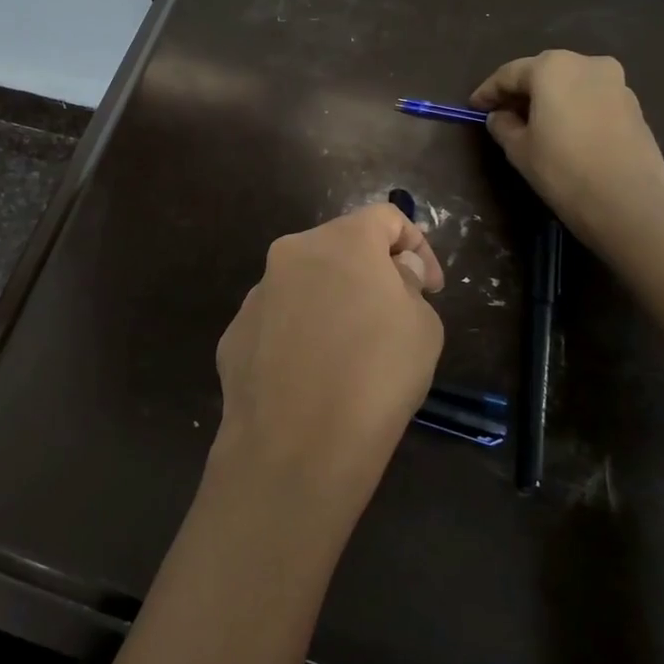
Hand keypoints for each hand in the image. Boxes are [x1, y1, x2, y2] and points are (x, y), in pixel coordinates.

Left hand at [213, 205, 444, 514]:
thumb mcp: (422, 326)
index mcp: (340, 241)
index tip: (429, 288)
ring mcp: (256, 294)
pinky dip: (299, 336)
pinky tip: (312, 378)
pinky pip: (277, 322)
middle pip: (339, 247)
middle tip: (392, 316)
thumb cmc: (375, 377)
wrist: (295, 445)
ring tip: (350, 354)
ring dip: (330, 303)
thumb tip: (392, 271)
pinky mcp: (234, 333)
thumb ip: (408, 284)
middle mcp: (290, 254)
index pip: (385, 217)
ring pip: (304, 285)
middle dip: (370, 273)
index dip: (416, 245)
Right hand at [470, 50, 663, 245]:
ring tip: (533, 123)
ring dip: (549, 98)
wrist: (627, 200)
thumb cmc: (562, 168)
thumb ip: (502, 125)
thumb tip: (500, 116)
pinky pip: (592, 98)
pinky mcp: (634, 105)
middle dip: (521, 91)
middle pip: (543, 72)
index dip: (487, 92)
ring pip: (571, 84)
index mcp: (552, 67)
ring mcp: (616, 82)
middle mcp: (586, 64)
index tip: (473, 108)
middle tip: (501, 112)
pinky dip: (573, 108)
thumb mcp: (518, 148)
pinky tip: (564, 131)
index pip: (509, 74)